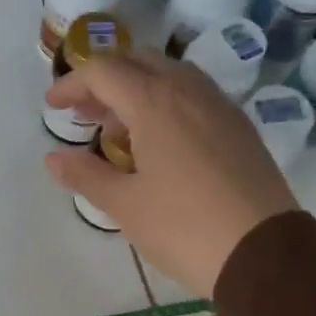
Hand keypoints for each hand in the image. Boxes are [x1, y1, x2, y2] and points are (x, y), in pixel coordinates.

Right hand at [42, 54, 298, 297]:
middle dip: (105, 80)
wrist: (263, 253)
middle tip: (85, 114)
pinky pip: (194, 96)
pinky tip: (160, 143)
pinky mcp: (239, 127)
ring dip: (137, 89)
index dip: (72, 84)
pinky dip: (166, 103)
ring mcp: (220, 106)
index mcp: (155, 102)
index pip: (103, 71)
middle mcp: (189, 91)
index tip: (53, 107)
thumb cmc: (182, 227)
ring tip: (119, 131)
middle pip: (138, 61)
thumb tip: (53, 158)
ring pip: (170, 75)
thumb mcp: (124, 205)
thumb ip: (85, 175)